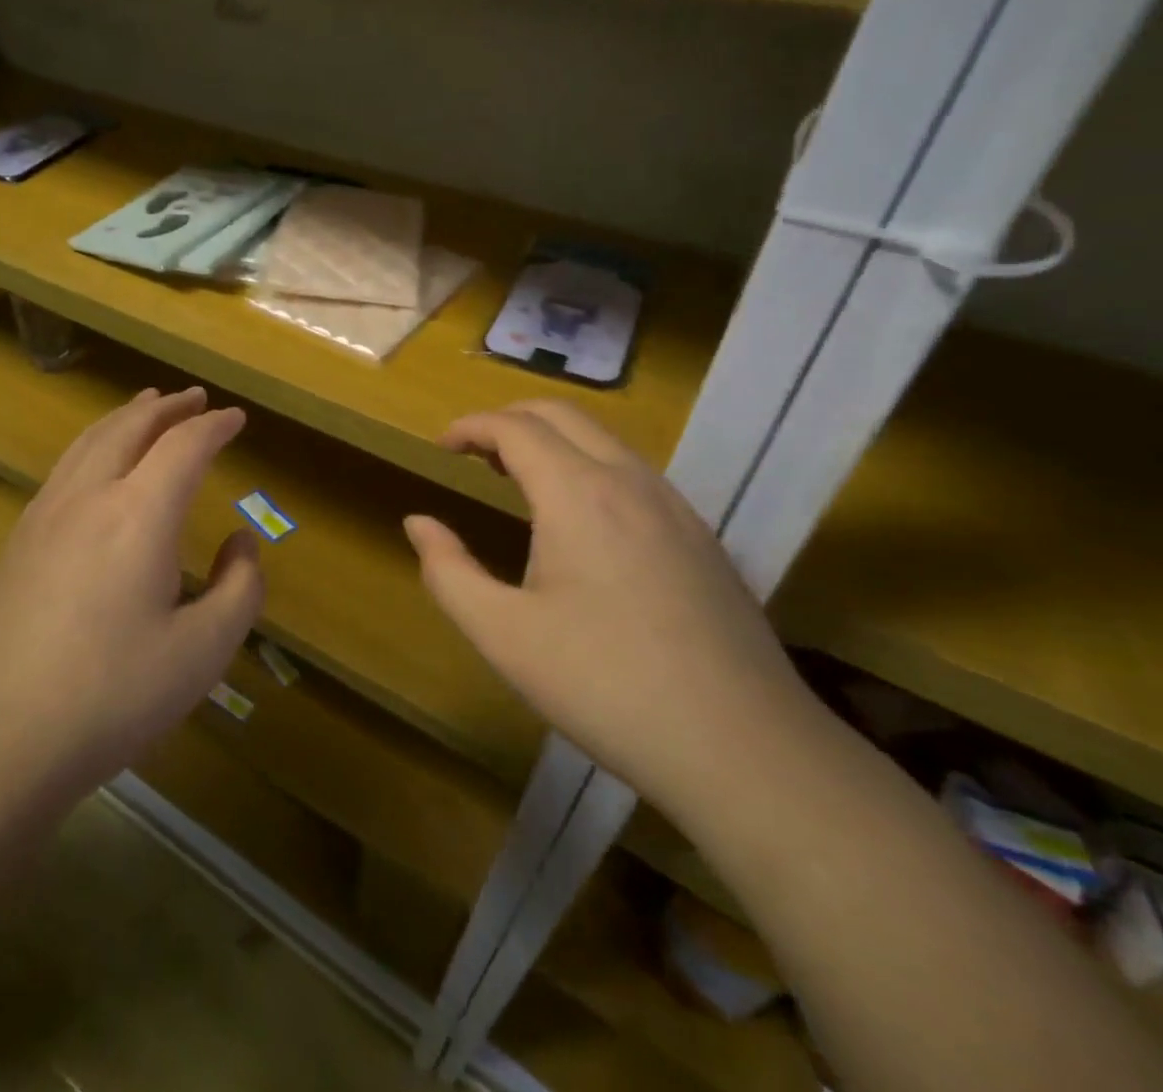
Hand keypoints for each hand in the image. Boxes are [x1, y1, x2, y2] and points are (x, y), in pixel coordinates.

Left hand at [0, 386, 263, 798]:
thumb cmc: (110, 696)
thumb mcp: (202, 653)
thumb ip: (239, 589)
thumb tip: (241, 544)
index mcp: (139, 513)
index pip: (184, 446)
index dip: (214, 426)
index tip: (236, 418)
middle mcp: (88, 497)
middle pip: (129, 428)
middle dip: (166, 408)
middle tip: (193, 398)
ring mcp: (43, 517)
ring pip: (88, 442)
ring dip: (124, 418)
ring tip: (144, 408)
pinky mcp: (15, 543)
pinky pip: (62, 469)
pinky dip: (92, 446)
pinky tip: (94, 467)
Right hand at [403, 400, 811, 815]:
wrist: (744, 747)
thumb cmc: (604, 685)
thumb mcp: (503, 635)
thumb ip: (449, 571)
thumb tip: (419, 523)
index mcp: (577, 493)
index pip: (515, 427)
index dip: (471, 427)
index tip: (441, 447)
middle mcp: (629, 481)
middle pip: (562, 414)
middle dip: (510, 419)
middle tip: (474, 454)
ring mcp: (675, 506)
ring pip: (604, 440)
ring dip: (553, 441)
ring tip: (518, 481)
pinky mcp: (701, 537)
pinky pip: (634, 473)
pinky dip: (590, 467)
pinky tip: (581, 522)